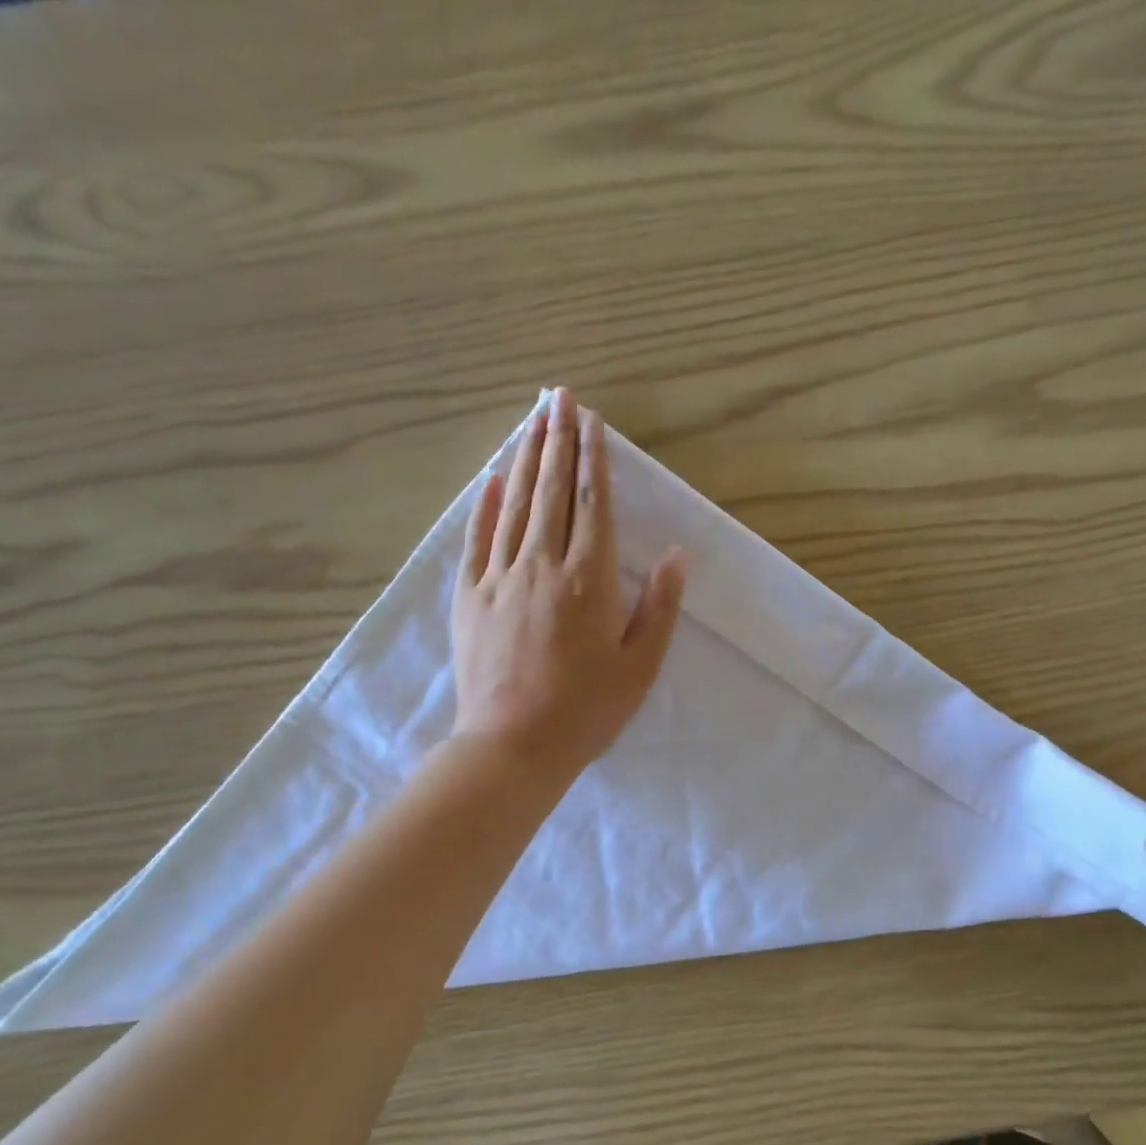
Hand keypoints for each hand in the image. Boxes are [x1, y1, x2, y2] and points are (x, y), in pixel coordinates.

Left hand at [451, 387, 686, 782]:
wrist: (513, 745)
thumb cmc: (587, 710)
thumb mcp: (640, 665)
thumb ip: (660, 606)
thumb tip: (676, 554)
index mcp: (588, 580)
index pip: (592, 503)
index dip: (593, 458)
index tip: (591, 421)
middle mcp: (542, 564)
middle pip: (551, 490)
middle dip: (556, 440)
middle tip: (559, 398)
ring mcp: (499, 577)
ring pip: (514, 504)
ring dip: (525, 459)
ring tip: (533, 421)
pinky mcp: (469, 596)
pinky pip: (477, 539)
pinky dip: (484, 504)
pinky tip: (491, 477)